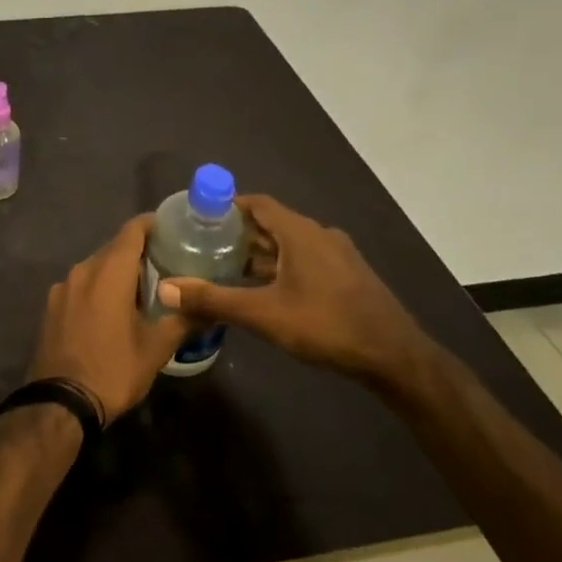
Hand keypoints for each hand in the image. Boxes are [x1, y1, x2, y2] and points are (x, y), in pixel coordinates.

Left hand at [27, 215, 189, 426]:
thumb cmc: (113, 370)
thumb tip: (211, 308)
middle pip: (114, 248)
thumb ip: (183, 321)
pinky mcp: (51, 306)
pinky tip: (112, 309)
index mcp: (108, 272)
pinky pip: (81, 285)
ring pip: (96, 267)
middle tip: (167, 264)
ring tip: (143, 289)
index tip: (173, 228)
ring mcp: (62, 288)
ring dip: (118, 272)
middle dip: (139, 252)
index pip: (132, 231)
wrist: (60, 404)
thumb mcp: (156, 349)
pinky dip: (98, 287)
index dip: (153, 224)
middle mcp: (82, 270)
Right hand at [155, 195, 426, 384]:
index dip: (227, 206)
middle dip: (238, 233)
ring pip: (288, 245)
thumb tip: (166, 288)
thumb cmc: (327, 326)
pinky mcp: (346, 277)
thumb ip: (214, 300)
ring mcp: (337, 256)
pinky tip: (263, 291)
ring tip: (225, 268)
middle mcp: (319, 235)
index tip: (198, 218)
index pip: (257, 204)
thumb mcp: (264, 314)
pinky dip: (279, 267)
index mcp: (300, 233)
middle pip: (271, 223)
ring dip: (259, 253)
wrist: (395, 358)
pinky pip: (304, 261)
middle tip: (204, 246)